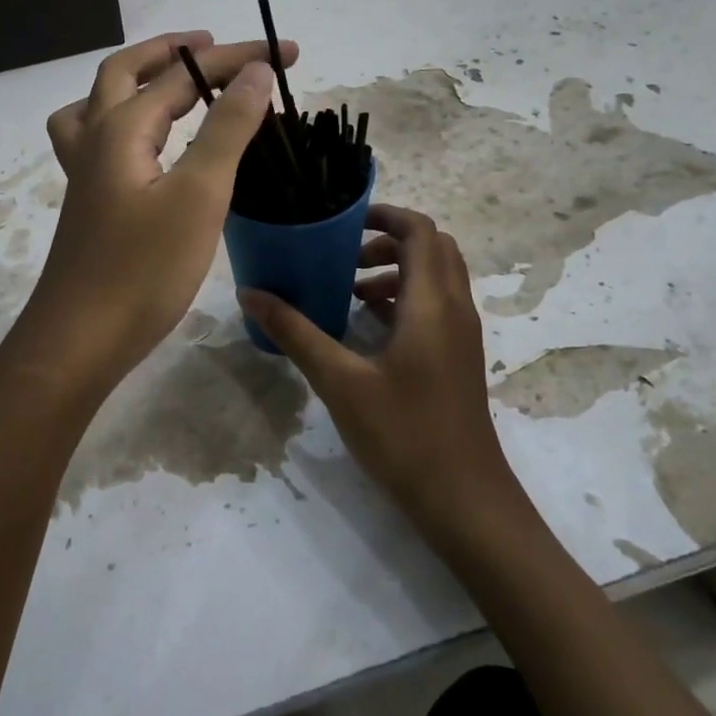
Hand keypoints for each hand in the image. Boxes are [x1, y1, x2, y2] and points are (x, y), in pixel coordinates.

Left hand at [24, 30, 295, 393]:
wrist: (81, 339)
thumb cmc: (143, 269)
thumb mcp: (198, 194)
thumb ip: (227, 128)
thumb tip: (256, 72)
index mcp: (121, 128)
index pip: (184, 76)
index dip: (237, 60)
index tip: (289, 55)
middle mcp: (95, 139)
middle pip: (126, 73)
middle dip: (173, 52)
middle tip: (215, 47)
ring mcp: (86, 173)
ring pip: (101, 104)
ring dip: (136, 80)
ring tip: (171, 82)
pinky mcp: (89, 202)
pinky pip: (99, 139)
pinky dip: (124, 121)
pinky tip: (147, 146)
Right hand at [240, 205, 514, 523]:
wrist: (464, 499)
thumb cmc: (403, 434)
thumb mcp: (340, 381)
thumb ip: (295, 332)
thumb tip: (251, 293)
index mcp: (433, 302)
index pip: (420, 231)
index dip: (385, 215)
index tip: (343, 223)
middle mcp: (455, 308)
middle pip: (432, 248)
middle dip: (388, 242)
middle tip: (343, 257)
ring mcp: (462, 335)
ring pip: (436, 278)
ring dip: (396, 271)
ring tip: (348, 292)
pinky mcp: (458, 357)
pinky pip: (436, 306)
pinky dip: (404, 299)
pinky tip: (367, 328)